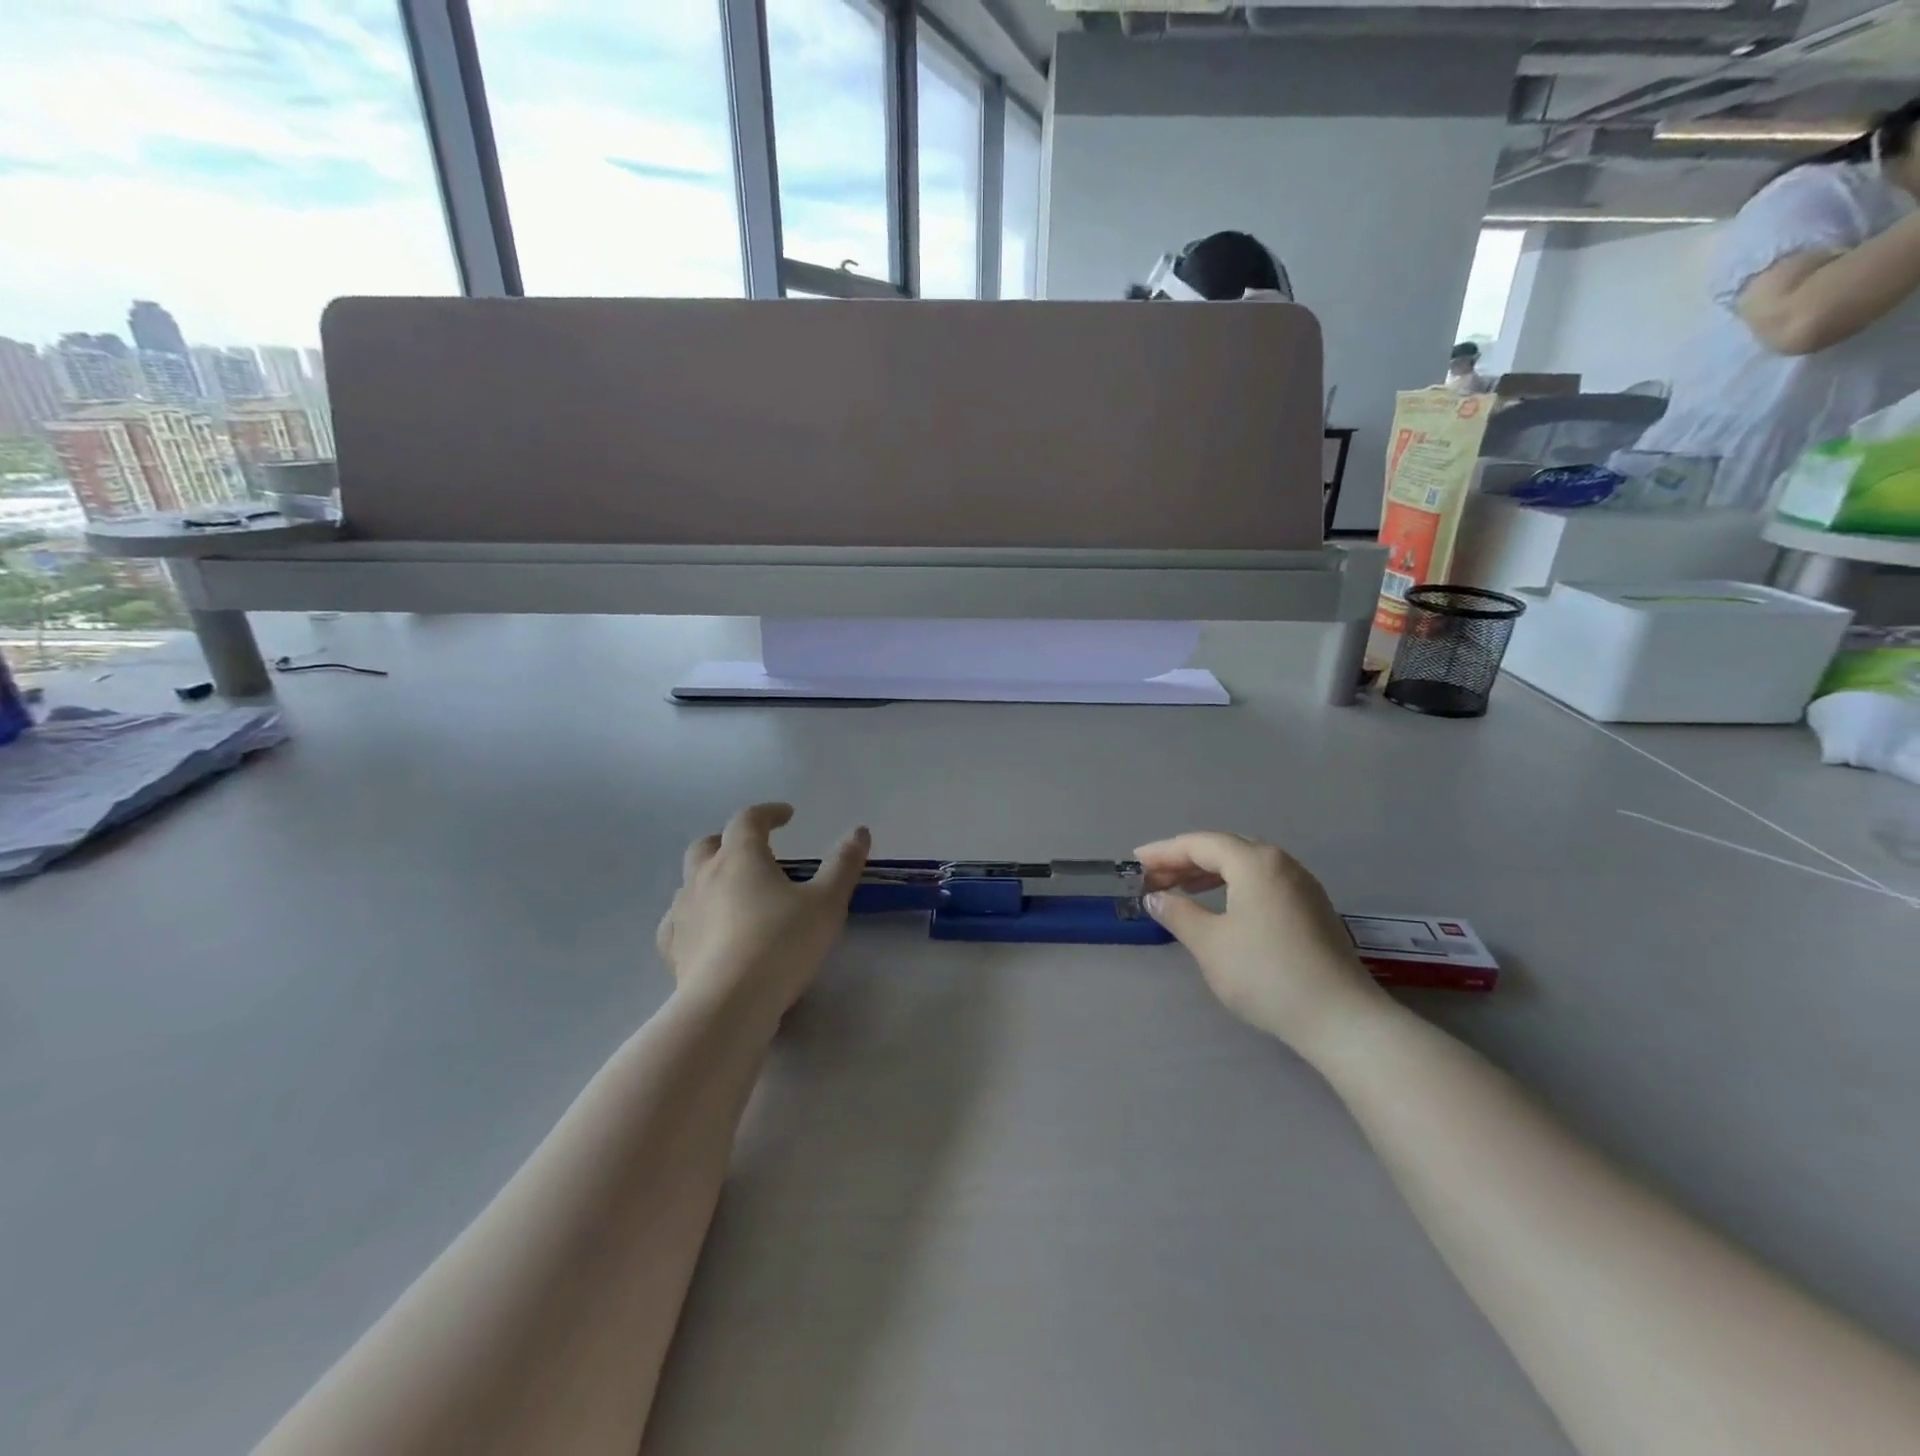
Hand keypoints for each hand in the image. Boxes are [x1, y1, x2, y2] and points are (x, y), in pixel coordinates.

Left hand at [657, 803, 869, 1020]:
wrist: (729, 1003)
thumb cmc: (782, 943)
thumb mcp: (827, 902)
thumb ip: (843, 864)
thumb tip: (859, 831)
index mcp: (741, 857)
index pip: (749, 819)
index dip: (768, 813)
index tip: (787, 816)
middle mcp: (704, 876)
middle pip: (708, 845)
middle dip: (729, 840)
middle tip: (753, 850)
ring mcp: (683, 911)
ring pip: (689, 881)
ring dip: (709, 877)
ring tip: (733, 892)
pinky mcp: (673, 947)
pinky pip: (678, 920)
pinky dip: (692, 916)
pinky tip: (704, 929)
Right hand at [1134, 832, 1387, 1056]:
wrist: (1340, 1018)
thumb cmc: (1265, 973)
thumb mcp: (1210, 943)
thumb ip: (1178, 913)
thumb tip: (1155, 897)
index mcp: (1255, 862)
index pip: (1200, 844)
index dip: (1164, 852)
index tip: (1136, 863)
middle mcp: (1281, 863)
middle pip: (1225, 848)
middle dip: (1186, 860)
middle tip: (1155, 878)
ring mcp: (1302, 886)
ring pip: (1247, 865)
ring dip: (1211, 872)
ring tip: (1183, 889)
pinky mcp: (1313, 910)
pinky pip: (1264, 882)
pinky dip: (1235, 885)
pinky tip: (1223, 907)